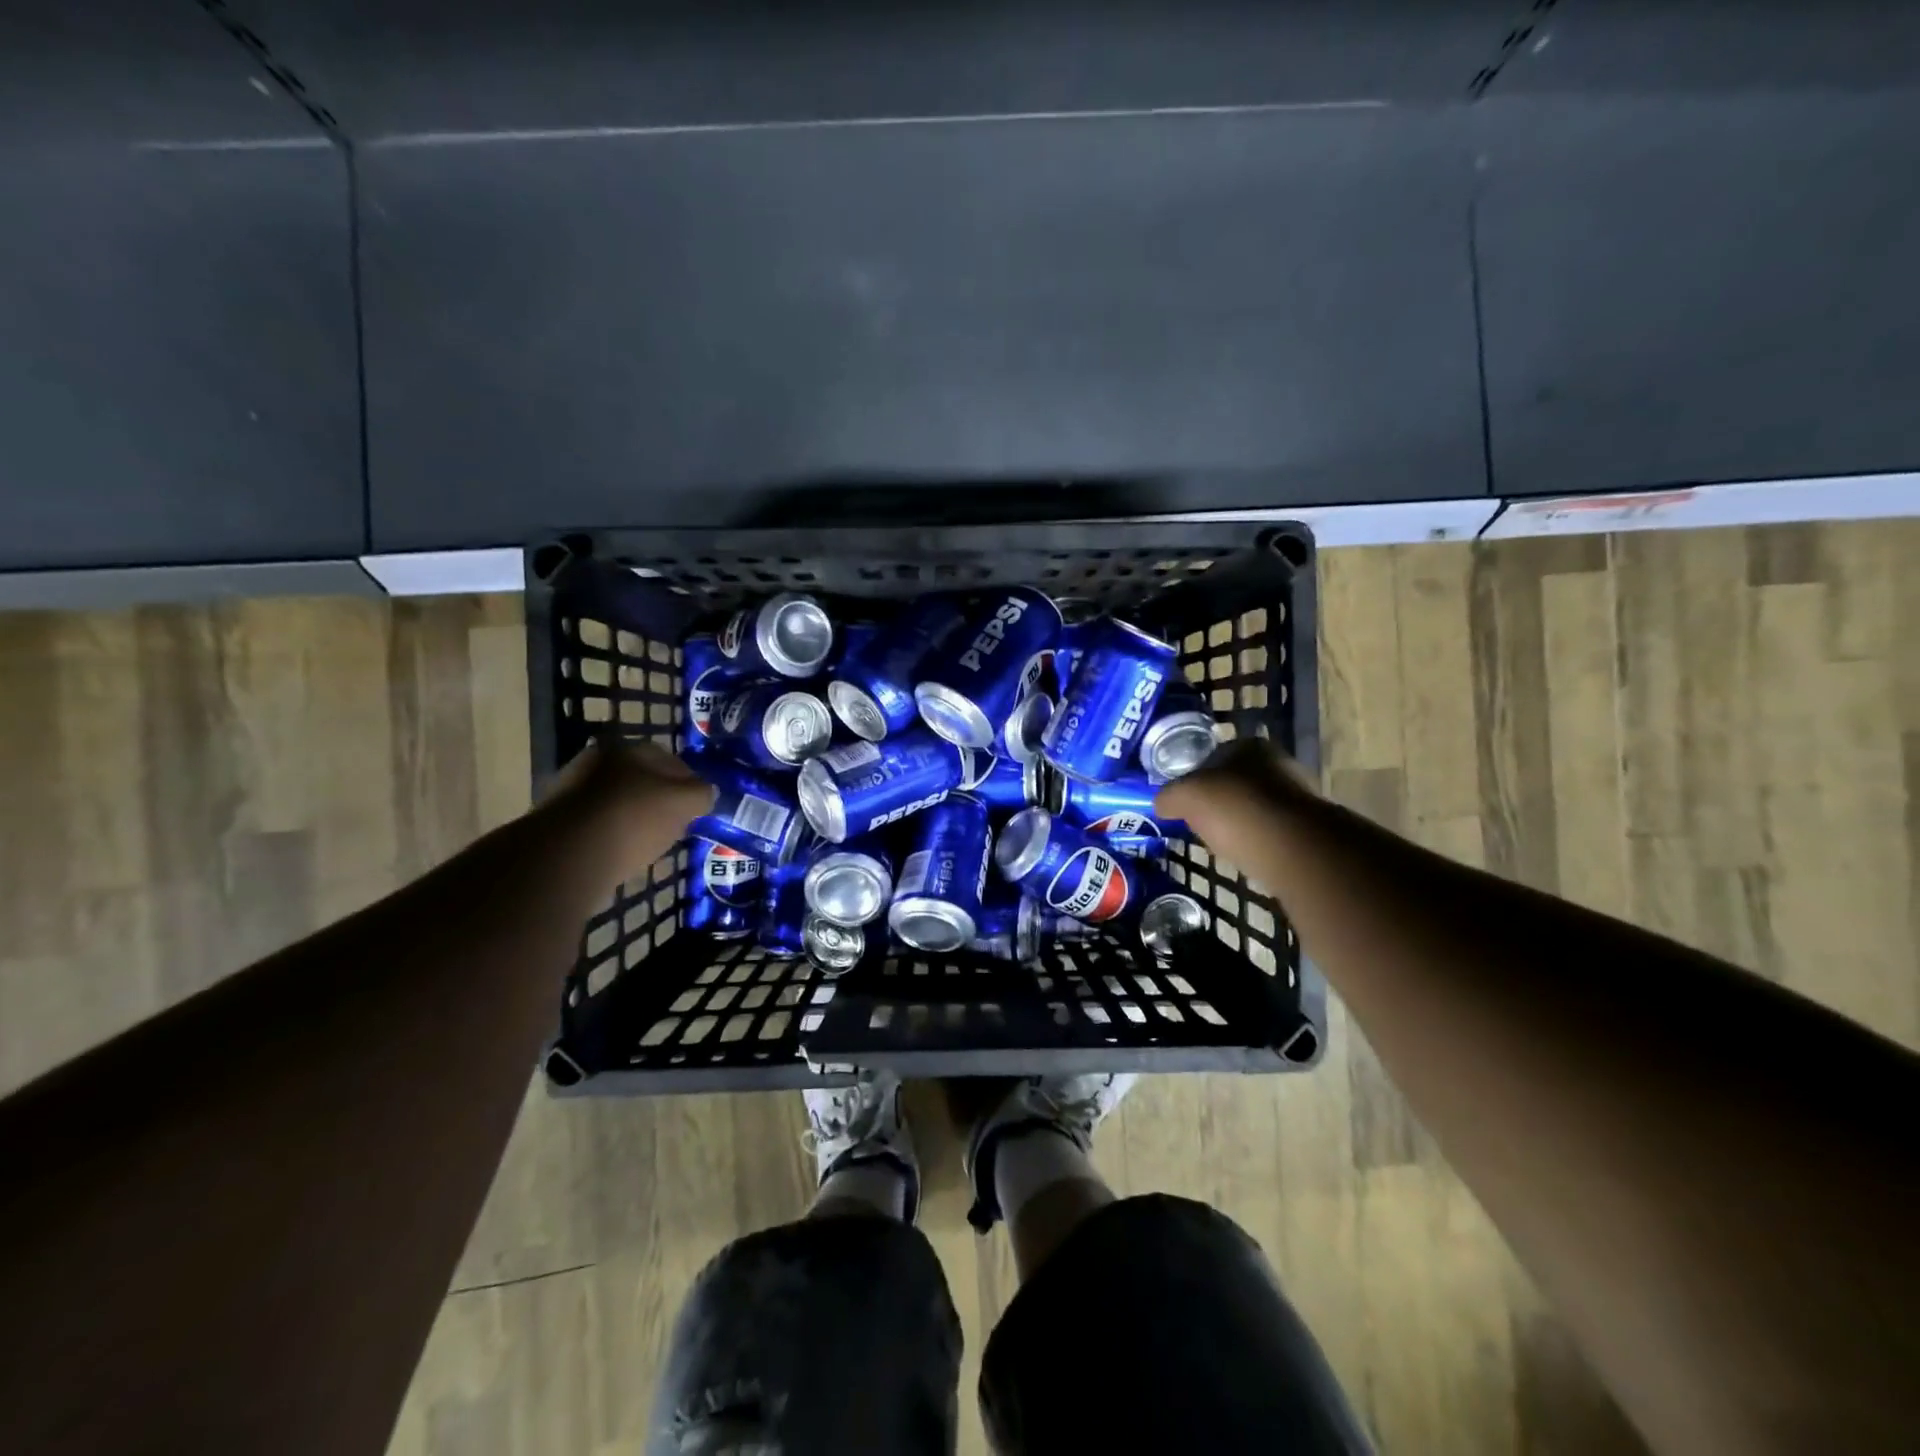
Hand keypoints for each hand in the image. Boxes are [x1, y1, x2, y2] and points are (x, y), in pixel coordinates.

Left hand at [546, 737, 714, 882]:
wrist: (568, 855)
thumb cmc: (634, 818)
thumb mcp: (684, 803)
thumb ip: (701, 794)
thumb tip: (706, 791)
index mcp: (628, 749)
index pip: (668, 759)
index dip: (688, 781)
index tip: (697, 804)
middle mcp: (596, 761)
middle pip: (639, 778)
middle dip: (658, 797)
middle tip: (674, 821)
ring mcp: (571, 790)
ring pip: (616, 800)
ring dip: (632, 816)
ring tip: (649, 841)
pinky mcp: (556, 821)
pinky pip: (596, 824)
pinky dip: (611, 834)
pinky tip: (622, 852)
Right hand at [1155, 738, 1318, 841]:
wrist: (1292, 849)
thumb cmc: (1234, 809)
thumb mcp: (1185, 797)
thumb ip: (1168, 796)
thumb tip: (1161, 803)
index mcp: (1249, 745)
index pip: (1213, 755)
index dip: (1194, 777)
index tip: (1184, 800)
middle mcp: (1278, 763)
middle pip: (1235, 781)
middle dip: (1218, 801)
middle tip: (1198, 821)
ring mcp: (1297, 795)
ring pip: (1254, 807)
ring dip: (1238, 822)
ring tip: (1219, 842)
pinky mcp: (1308, 828)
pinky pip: (1270, 831)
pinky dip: (1255, 840)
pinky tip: (1243, 854)